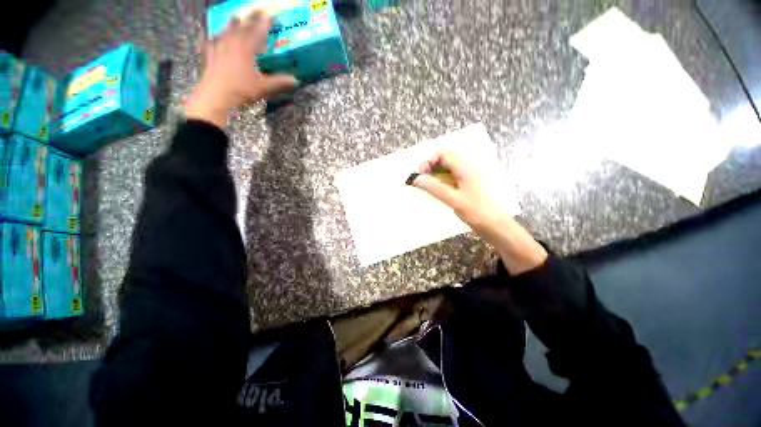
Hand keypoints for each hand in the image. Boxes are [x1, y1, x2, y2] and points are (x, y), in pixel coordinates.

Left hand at [186, 11, 297, 127]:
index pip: (258, 30)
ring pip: (227, 30)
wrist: (216, 95)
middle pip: (242, 25)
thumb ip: (279, 82)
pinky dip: (216, 37)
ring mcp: (219, 46)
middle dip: (250, 18)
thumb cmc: (241, 89)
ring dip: (233, 24)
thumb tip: (295, 80)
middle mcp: (232, 42)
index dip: (265, 22)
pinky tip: (215, 37)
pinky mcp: (210, 54)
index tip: (272, 14)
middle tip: (256, 12)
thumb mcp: (263, 87)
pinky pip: (212, 41)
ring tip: (237, 19)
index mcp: (246, 47)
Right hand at [411, 151, 546, 273]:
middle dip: (432, 167)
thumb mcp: (453, 200)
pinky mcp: (469, 188)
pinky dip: (442, 182)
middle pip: (447, 161)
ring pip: (449, 170)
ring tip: (427, 186)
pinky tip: (438, 192)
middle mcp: (468, 171)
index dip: (430, 161)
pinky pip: (452, 179)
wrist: (496, 226)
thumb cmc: (477, 213)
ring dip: (436, 175)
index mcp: (465, 170)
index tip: (421, 173)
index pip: (445, 155)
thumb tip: (418, 179)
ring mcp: (469, 179)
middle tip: (422, 179)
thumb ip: (435, 188)